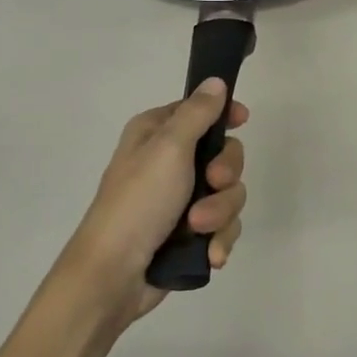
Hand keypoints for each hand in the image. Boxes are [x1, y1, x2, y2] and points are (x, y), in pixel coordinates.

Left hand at [59, 79, 247, 321]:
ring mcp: (181, 200)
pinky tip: (210, 254)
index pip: (201, 110)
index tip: (242, 121)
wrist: (114, 275)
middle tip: (212, 183)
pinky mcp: (190, 233)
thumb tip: (216, 81)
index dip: (224, 115)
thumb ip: (197, 113)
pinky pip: (224, 225)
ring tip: (199, 230)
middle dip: (225, 176)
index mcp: (156, 134)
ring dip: (220, 213)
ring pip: (229, 194)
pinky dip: (219, 238)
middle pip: (225, 155)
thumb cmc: (138, 202)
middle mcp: (169, 162)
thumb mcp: (168, 148)